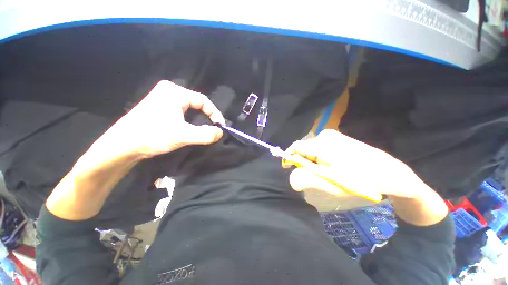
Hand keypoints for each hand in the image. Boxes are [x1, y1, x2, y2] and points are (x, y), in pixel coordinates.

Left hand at [92, 80, 225, 158]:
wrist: (122, 145)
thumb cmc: (152, 136)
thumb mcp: (183, 135)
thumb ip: (205, 134)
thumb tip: (220, 132)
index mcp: (175, 92)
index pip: (204, 100)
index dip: (215, 113)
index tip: (220, 126)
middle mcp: (169, 91)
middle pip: (197, 103)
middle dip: (207, 116)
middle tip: (213, 128)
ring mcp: (163, 98)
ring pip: (190, 108)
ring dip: (199, 118)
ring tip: (204, 128)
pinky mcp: (160, 107)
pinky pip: (182, 111)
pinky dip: (190, 119)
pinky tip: (190, 127)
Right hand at [283, 130, 448, 225]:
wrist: (392, 174)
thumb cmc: (360, 180)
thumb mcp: (330, 182)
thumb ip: (307, 179)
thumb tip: (291, 180)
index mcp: (322, 143)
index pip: (296, 147)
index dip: (289, 158)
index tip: (287, 168)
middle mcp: (326, 135)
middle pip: (305, 149)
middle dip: (305, 163)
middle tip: (315, 176)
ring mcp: (334, 136)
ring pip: (313, 150)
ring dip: (314, 162)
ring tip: (327, 173)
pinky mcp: (339, 139)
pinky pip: (321, 149)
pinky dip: (321, 159)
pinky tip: (333, 167)